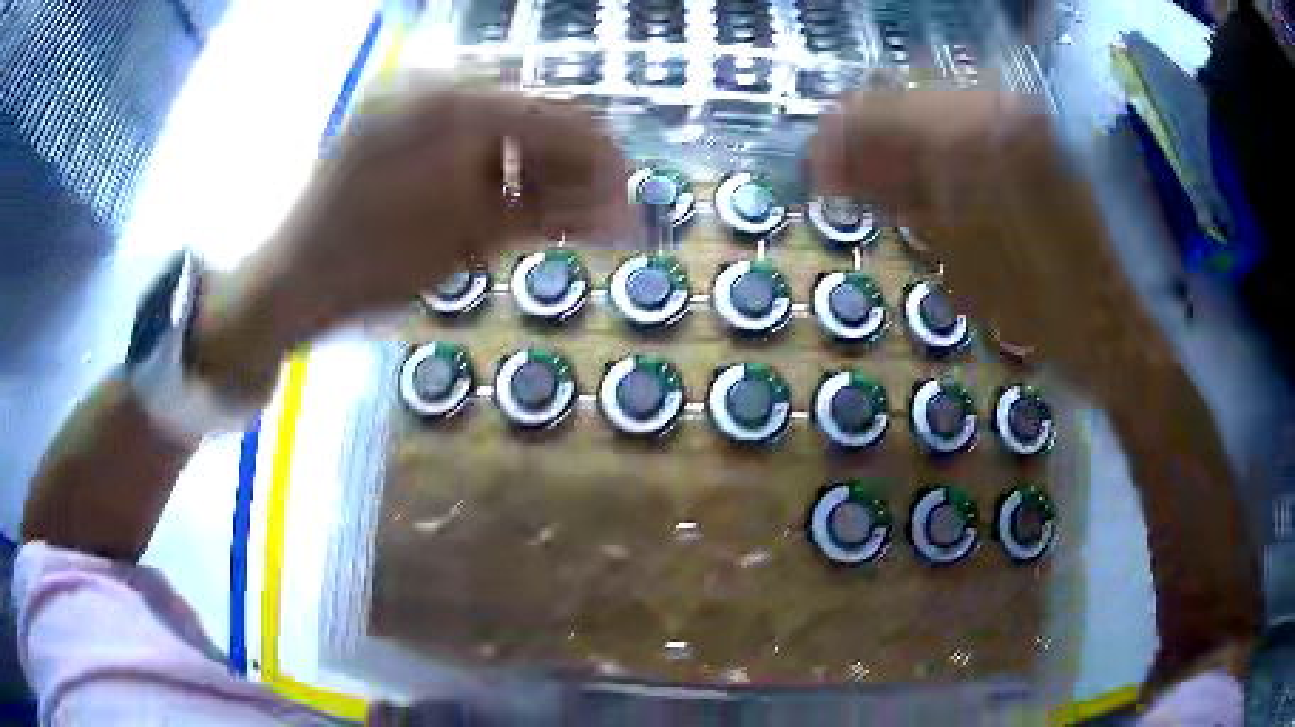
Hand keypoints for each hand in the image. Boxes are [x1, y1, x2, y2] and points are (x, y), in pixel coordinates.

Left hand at [193, 87, 630, 394]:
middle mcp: (434, 82)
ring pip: (494, 115)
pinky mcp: (390, 115)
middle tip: (587, 208)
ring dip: (527, 159)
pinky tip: (495, 190)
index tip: (626, 195)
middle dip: (565, 162)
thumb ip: (550, 212)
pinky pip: (458, 124)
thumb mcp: (469, 239)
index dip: (600, 158)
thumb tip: (623, 213)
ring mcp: (407, 95)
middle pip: (528, 110)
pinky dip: (486, 156)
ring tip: (543, 206)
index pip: (556, 117)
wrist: (292, 280)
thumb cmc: (376, 266)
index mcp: (456, 106)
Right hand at [811, 88, 1260, 689]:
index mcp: (976, 135)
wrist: (1107, 329)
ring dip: (904, 149)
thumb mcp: (951, 256)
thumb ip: (890, 193)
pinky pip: (969, 127)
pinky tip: (931, 187)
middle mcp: (1000, 107)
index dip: (842, 142)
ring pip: (936, 111)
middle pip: (905, 102)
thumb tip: (830, 164)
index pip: (881, 112)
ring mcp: (1023, 118)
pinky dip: (941, 153)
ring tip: (888, 193)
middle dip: (871, 144)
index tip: (818, 175)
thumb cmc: (1034, 310)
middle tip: (849, 188)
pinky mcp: (1036, 137)